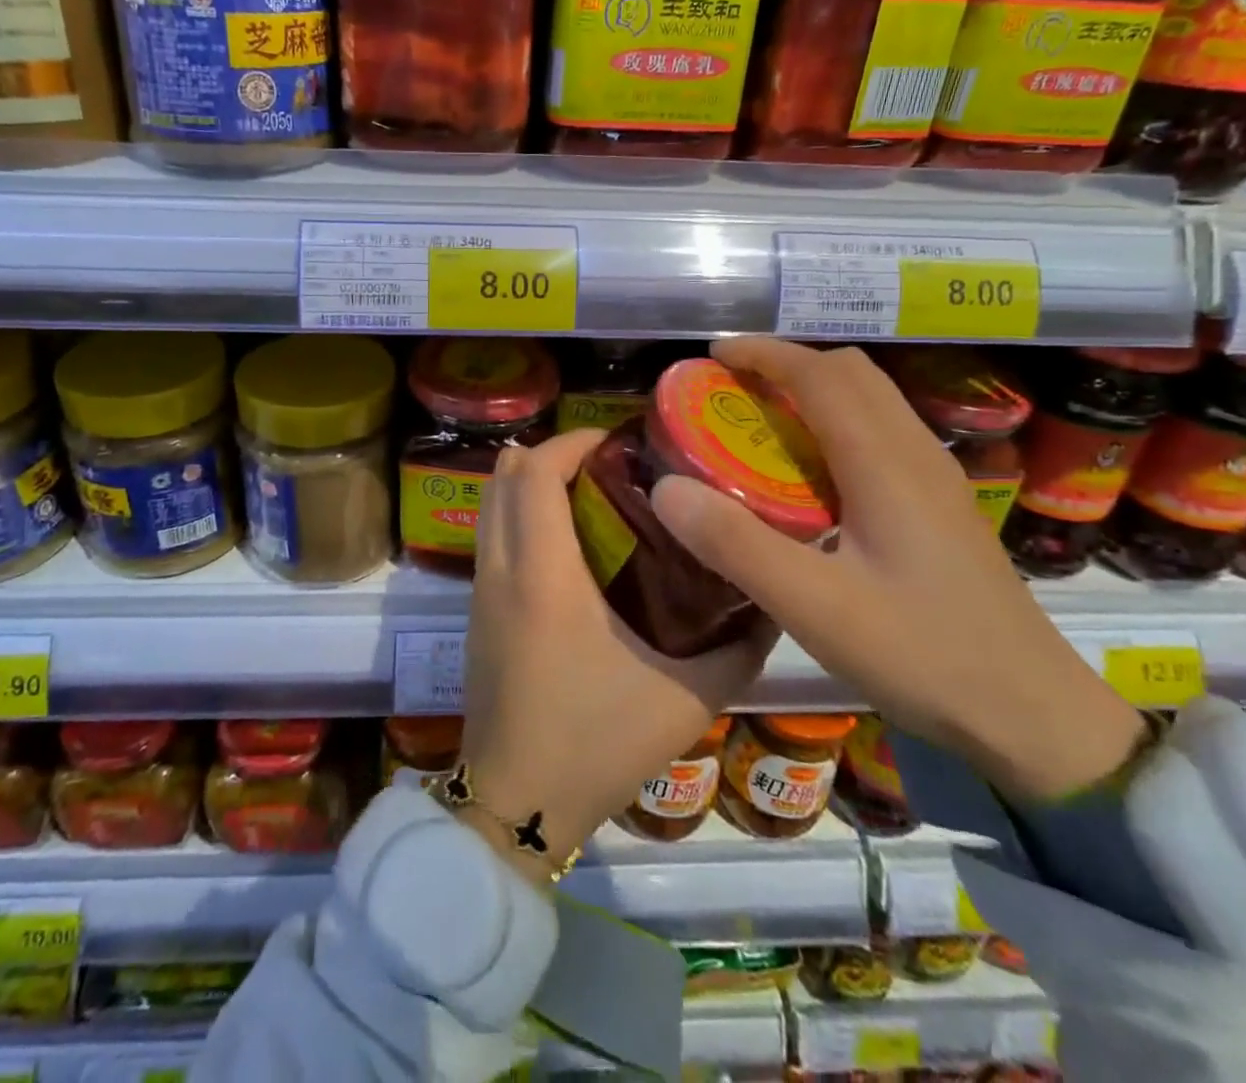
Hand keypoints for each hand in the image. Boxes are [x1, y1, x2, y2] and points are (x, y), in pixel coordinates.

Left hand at [459, 428, 777, 882]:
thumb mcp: (686, 698)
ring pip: (490, 504)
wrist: (516, 804)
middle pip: (503, 476)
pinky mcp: (476, 611)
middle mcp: (500, 569)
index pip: (536, 473)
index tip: (618, 442)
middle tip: (609, 463)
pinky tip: (566, 540)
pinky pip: (489, 535)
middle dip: (551, 454)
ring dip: (530, 482)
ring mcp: (480, 590)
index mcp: (543, 575)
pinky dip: (518, 513)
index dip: (571, 442)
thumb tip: (769, 599)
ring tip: (589, 492)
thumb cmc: (596, 744)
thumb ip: (737, 647)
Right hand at [649, 338, 1145, 801]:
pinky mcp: (943, 505)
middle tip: (732, 389)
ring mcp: (938, 479)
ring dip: (815, 388)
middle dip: (788, 363)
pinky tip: (812, 473)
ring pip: (873, 399)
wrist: (1035, 716)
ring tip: (763, 421)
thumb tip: (665, 488)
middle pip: (853, 373)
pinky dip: (837, 421)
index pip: (822, 375)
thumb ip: (737, 545)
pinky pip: (883, 432)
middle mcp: (917, 454)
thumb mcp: (814, 607)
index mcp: (886, 465)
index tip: (713, 355)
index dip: (765, 354)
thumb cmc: (923, 655)